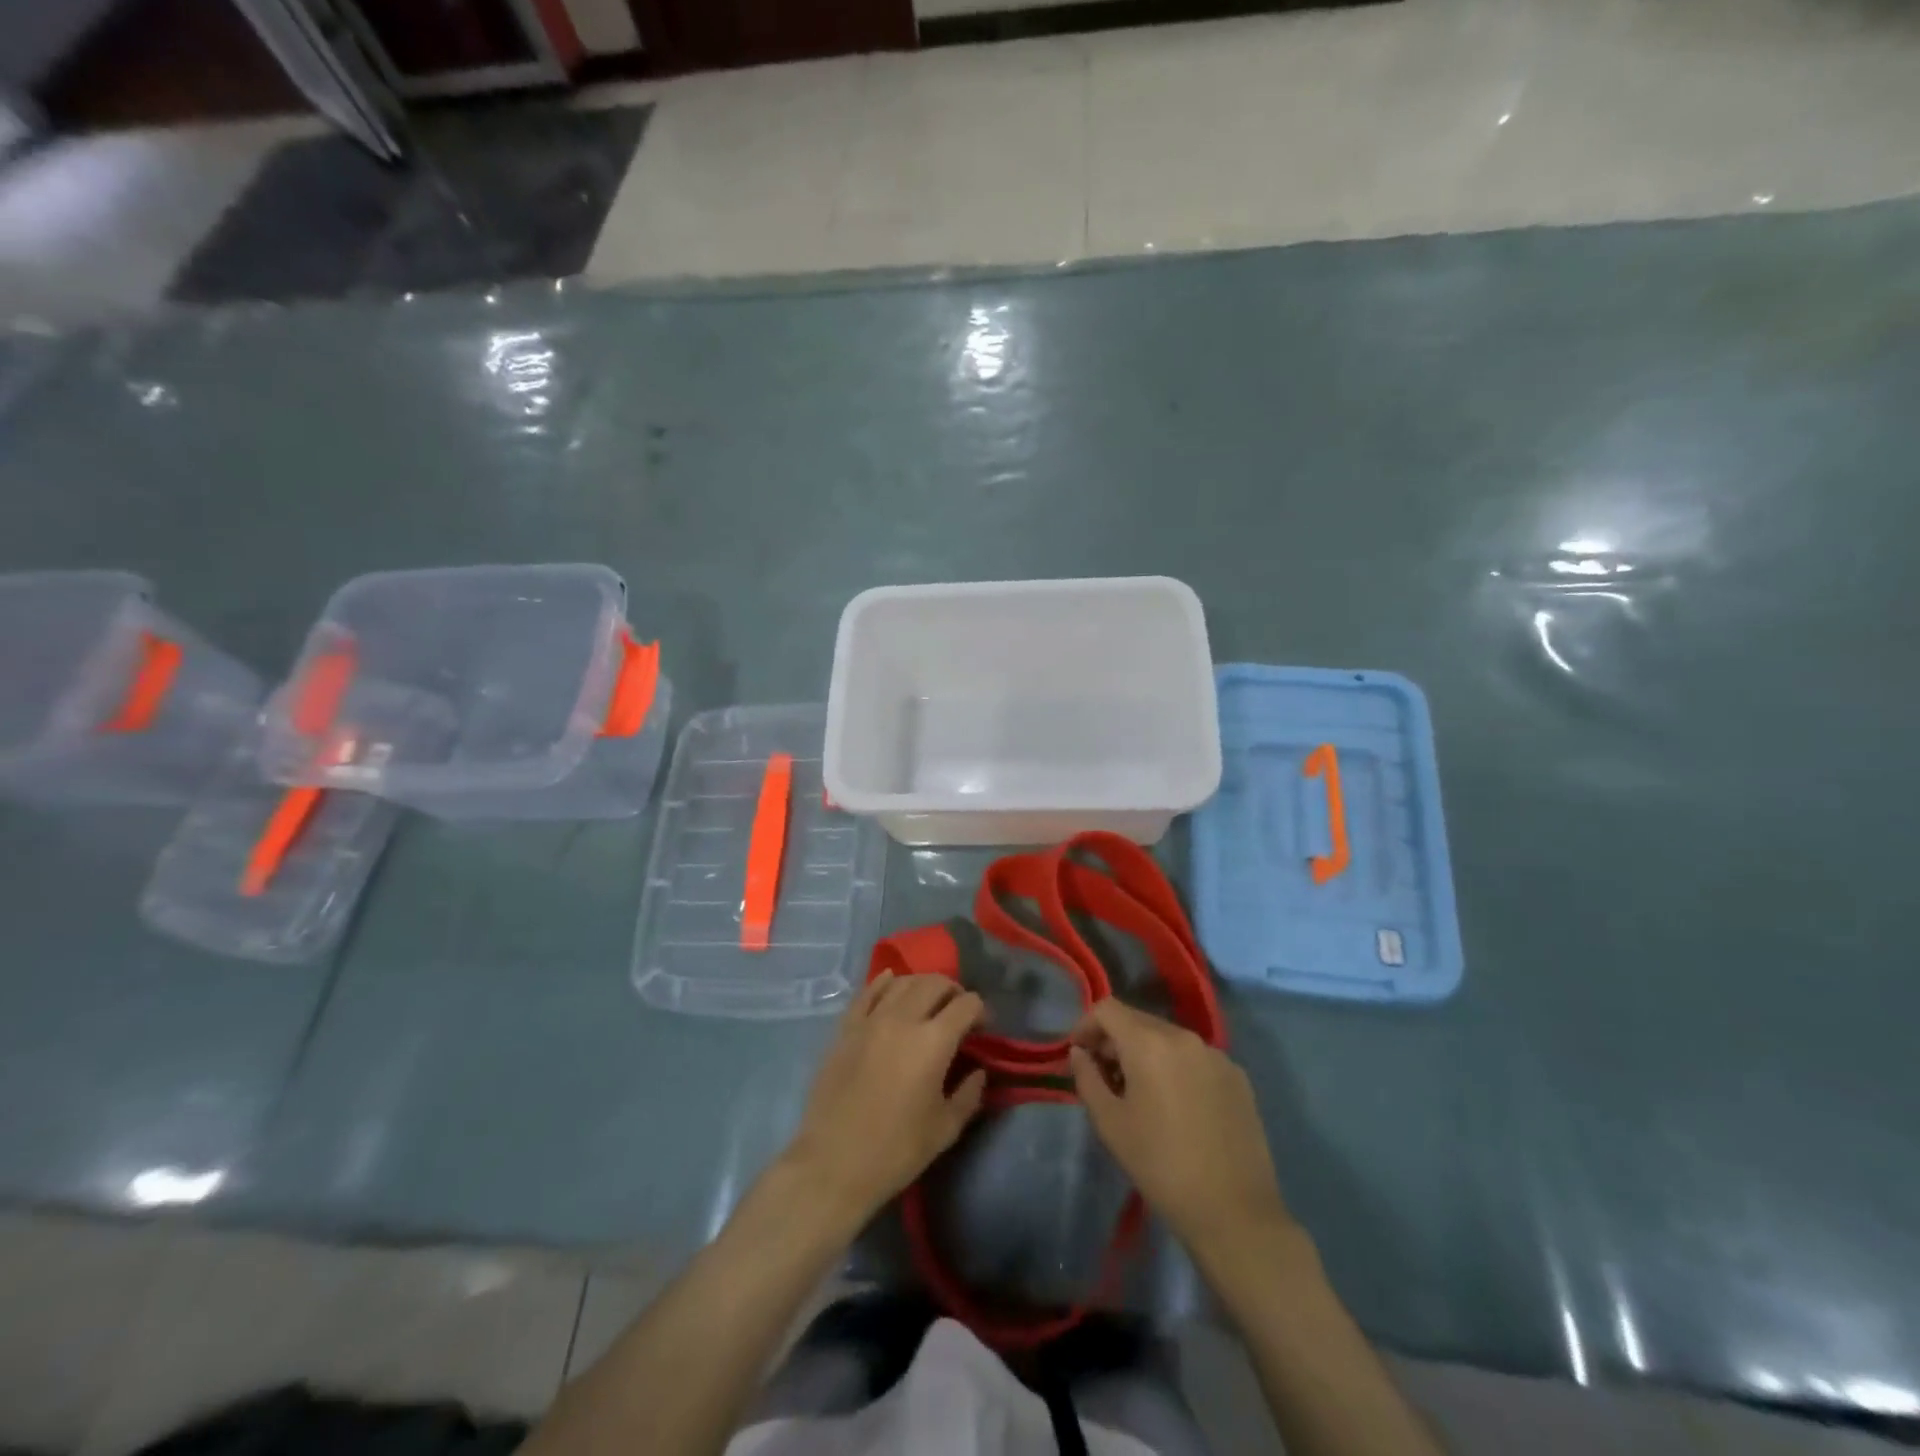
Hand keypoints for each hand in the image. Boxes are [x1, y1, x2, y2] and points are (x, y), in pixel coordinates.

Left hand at [784, 971, 986, 1223]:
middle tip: (958, 1012)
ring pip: (903, 981)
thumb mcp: (945, 1129)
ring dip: (922, 985)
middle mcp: (903, 1019)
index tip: (982, 1029)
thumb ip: (969, 1094)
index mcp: (933, 1042)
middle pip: (935, 983)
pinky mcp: (846, 1027)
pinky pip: (868, 991)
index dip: (980, 1012)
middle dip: (954, 992)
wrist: (833, 1163)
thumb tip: (978, 1070)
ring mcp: (871, 1019)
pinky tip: (891, 983)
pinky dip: (884, 982)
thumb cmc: (895, 1151)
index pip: (967, 1004)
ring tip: (928, 1002)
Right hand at [1069, 999, 1293, 1253]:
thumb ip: (1087, 1078)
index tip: (1078, 1055)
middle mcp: (1184, 1037)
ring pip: (1168, 1038)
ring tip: (1140, 1094)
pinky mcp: (1238, 1077)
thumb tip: (1080, 1053)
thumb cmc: (1161, 1166)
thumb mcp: (1110, 1124)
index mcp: (1150, 1043)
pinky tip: (1176, 1106)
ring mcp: (1216, 1055)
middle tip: (1104, 1077)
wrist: (1234, 1213)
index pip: (1108, 1009)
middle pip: (1138, 1020)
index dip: (1086, 1025)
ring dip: (1145, 1053)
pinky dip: (1176, 1067)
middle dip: (1114, 1040)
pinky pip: (1195, 1057)